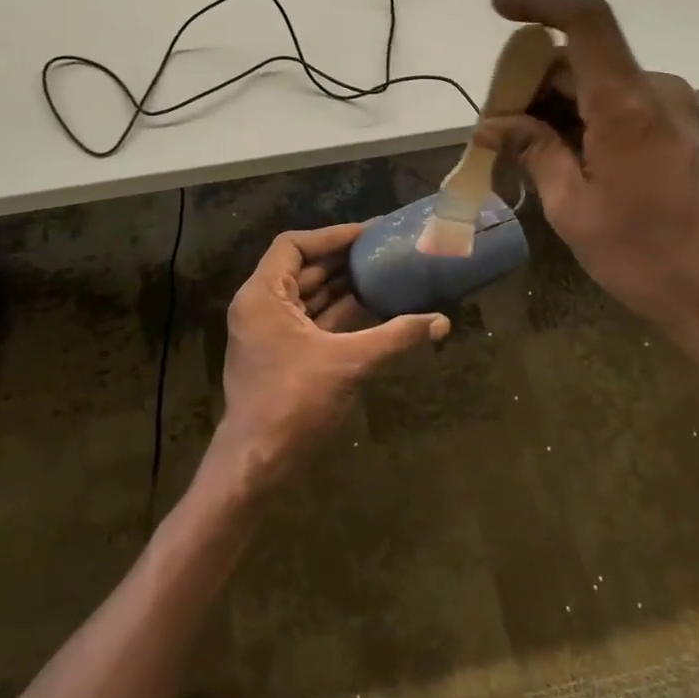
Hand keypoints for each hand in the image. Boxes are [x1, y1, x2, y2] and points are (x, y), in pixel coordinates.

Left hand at [204, 224, 448, 495]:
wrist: (256, 463)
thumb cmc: (294, 402)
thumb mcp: (349, 363)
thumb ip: (395, 337)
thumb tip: (442, 321)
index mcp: (263, 296)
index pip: (293, 245)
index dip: (331, 236)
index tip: (367, 233)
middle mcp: (260, 306)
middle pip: (301, 268)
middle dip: (341, 259)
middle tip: (382, 249)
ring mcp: (268, 332)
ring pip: (307, 296)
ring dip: (341, 286)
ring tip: (382, 272)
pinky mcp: (280, 355)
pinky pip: (310, 321)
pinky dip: (336, 313)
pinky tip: (371, 308)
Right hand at [477, 0, 698, 374]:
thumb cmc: (646, 257)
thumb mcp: (573, 208)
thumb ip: (534, 151)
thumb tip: (492, 124)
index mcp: (627, 103)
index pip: (585, 21)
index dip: (540, 3)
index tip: (498, 11)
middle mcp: (655, 91)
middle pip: (580, 61)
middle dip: (531, 83)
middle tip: (493, 128)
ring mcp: (673, 111)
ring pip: (597, 86)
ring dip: (555, 107)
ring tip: (520, 152)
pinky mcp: (680, 132)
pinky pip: (619, 108)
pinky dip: (582, 121)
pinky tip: (560, 160)